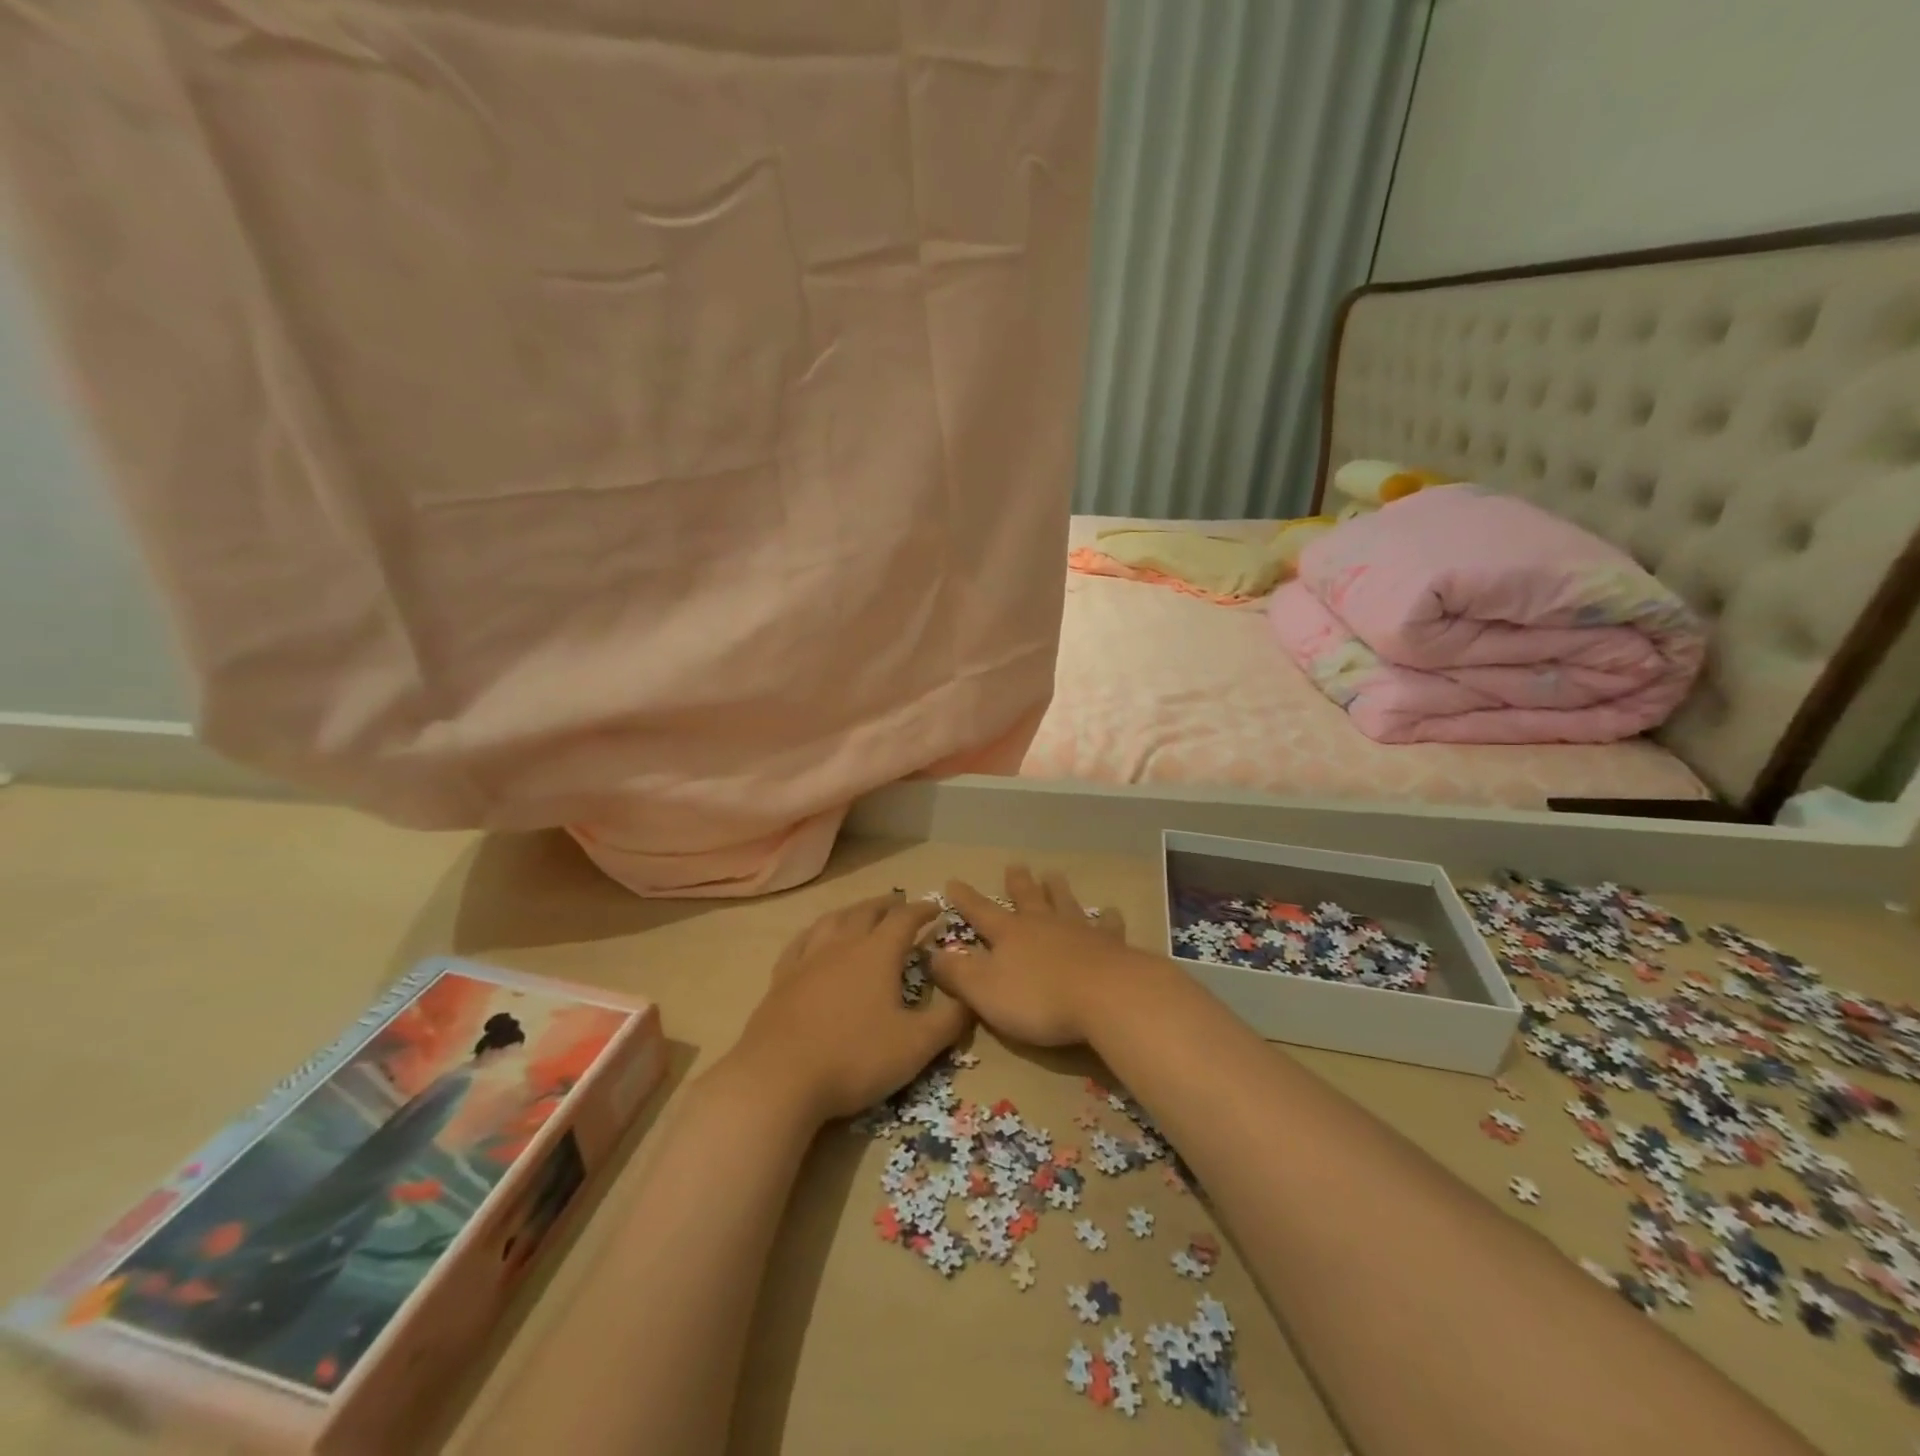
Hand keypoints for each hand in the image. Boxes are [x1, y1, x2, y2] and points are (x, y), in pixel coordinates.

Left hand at [728, 892, 970, 1122]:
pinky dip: (816, 931)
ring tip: (862, 912)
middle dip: (888, 904)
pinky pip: (801, 942)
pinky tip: (815, 937)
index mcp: (878, 953)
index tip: (936, 908)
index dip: (922, 910)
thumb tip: (972, 997)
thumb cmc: (855, 1058)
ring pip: (833, 920)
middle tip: (900, 902)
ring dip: (853, 911)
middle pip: (867, 912)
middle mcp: (842, 944)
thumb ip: (949, 1020)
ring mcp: (808, 959)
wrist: (779, 1078)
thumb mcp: (916, 1045)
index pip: (904, 919)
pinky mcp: (782, 978)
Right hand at [927, 866, 1147, 1047]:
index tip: (953, 881)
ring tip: (1054, 874)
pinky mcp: (1110, 945)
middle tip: (1016, 865)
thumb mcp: (984, 991)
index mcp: (1009, 934)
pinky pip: (1107, 926)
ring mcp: (1079, 931)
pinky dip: (1107, 918)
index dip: (965, 899)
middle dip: (1018, 883)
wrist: (1105, 996)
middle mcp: (1042, 924)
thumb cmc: (1038, 998)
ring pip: (1065, 903)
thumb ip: (957, 973)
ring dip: (1058, 890)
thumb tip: (931, 954)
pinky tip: (1111, 912)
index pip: (981, 912)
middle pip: (1028, 898)